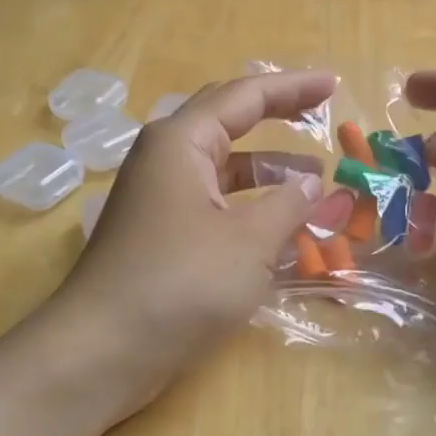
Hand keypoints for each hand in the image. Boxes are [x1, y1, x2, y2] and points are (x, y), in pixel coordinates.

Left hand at [45, 70, 332, 414]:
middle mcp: (166, 160)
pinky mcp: (160, 236)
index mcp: (181, 142)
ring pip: (223, 170)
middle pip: (227, 122)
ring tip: (314, 183)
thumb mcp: (249, 241)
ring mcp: (159, 199)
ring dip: (267, 172)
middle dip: (276, 118)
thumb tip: (312, 183)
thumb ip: (289, 205)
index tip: (333, 85)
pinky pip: (214, 205)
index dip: (292, 88)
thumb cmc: (180, 283)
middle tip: (320, 116)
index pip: (244, 96)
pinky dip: (249, 207)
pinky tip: (280, 228)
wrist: (103, 351)